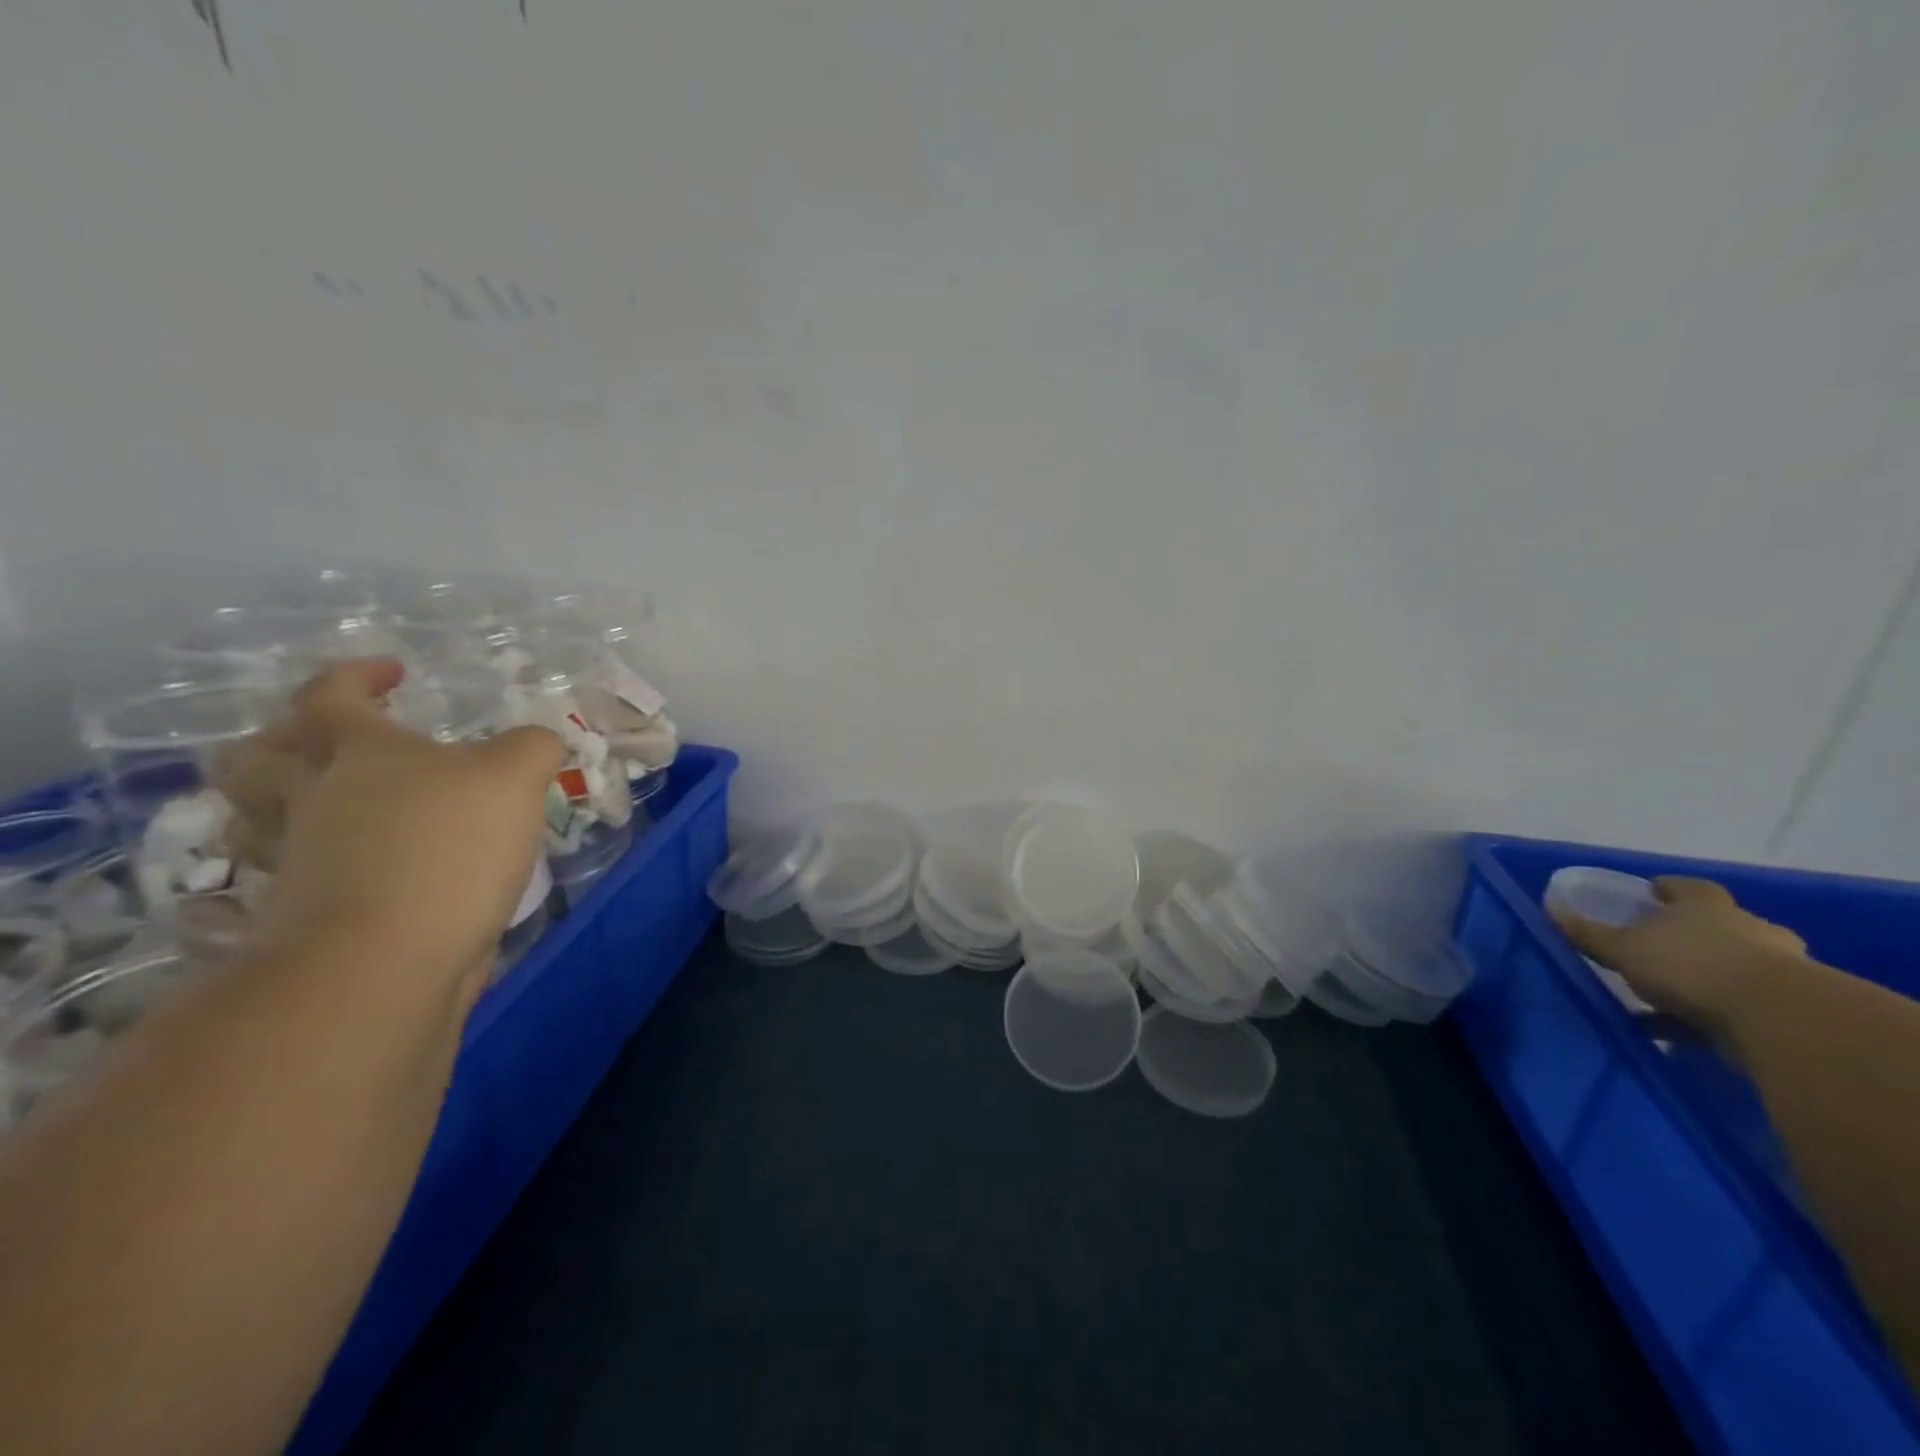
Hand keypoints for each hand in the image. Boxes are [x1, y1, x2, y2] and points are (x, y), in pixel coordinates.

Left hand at [215, 659, 563, 981]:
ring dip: (278, 806)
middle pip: (258, 759)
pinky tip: (361, 869)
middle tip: (321, 741)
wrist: (385, 959)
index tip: (393, 671)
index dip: (356, 675)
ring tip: (328, 805)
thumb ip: (533, 747)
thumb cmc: (447, 846)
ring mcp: (300, 861)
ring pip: (260, 822)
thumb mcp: (515, 777)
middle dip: (280, 741)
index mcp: (358, 752)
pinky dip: (316, 866)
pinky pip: (294, 878)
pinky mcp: (307, 916)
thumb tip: (542, 741)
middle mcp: (313, 800)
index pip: (331, 696)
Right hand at [1551, 876, 1809, 1033]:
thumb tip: (1550, 908)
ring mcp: (1777, 969)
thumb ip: (1588, 933)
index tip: (1652, 893)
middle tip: (1663, 947)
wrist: (1778, 1019)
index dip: (1669, 889)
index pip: (1688, 887)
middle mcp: (1747, 929)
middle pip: (1720, 926)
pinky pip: (1742, 1005)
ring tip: (1670, 997)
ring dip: (1707, 978)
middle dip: (1694, 935)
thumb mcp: (1624, 949)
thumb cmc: (1691, 966)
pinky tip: (1684, 1031)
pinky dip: (1714, 1014)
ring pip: (1736, 967)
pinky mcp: (1789, 1008)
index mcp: (1707, 907)